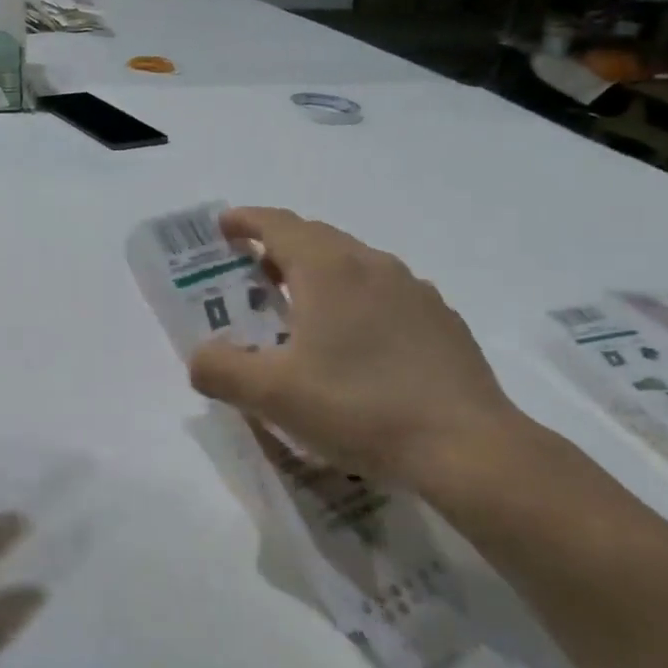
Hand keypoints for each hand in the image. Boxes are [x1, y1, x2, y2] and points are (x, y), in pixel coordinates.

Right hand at [187, 207, 529, 504]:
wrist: (466, 446)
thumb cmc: (359, 408)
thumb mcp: (272, 395)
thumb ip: (221, 370)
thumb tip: (200, 357)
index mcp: (328, 269)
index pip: (278, 224)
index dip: (246, 220)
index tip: (224, 227)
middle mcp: (371, 264)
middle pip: (316, 238)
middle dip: (279, 248)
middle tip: (254, 276)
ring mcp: (414, 289)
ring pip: (354, 263)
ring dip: (319, 273)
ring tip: (302, 311)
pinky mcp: (441, 319)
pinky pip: (385, 292)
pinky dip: (357, 299)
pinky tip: (358, 344)